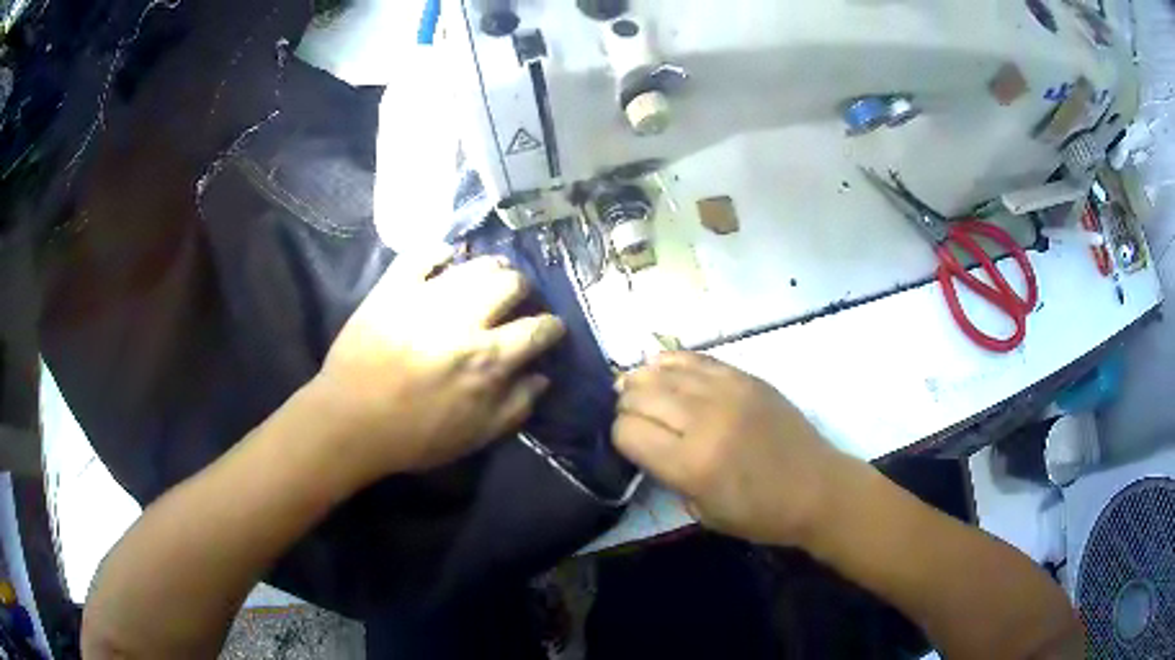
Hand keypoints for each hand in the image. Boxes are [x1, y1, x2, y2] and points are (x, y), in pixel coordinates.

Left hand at [311, 248, 565, 482]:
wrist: (349, 422)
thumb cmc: (414, 436)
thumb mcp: (475, 436)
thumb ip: (516, 407)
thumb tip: (541, 376)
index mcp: (487, 360)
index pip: (537, 329)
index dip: (552, 327)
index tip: (550, 328)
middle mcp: (463, 321)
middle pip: (512, 283)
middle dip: (524, 290)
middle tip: (517, 301)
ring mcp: (426, 298)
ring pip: (476, 264)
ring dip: (492, 267)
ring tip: (488, 278)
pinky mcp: (393, 288)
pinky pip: (423, 253)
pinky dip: (441, 251)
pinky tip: (448, 260)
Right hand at [613, 352, 855, 546]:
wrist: (816, 488)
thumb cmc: (760, 514)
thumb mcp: (701, 512)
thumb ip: (668, 475)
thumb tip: (646, 442)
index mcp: (691, 464)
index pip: (628, 431)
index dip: (620, 437)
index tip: (630, 446)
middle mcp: (704, 420)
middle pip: (640, 395)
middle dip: (627, 407)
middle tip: (632, 418)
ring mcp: (727, 392)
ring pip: (662, 371)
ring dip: (642, 380)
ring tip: (637, 389)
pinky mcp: (745, 377)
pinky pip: (695, 358)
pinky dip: (671, 362)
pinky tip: (662, 368)